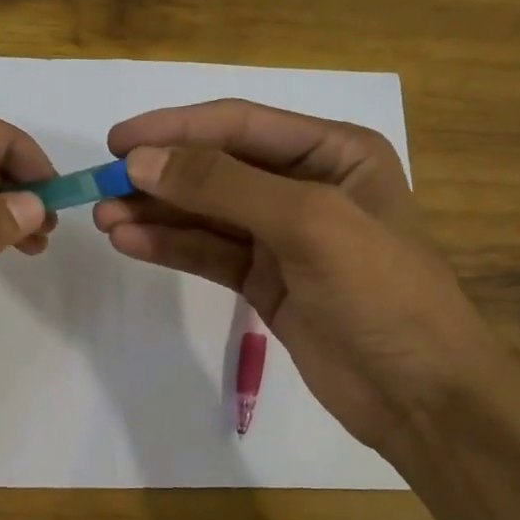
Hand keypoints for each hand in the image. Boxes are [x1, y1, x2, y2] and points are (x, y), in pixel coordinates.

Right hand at [94, 100, 499, 457]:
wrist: (419, 395)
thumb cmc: (381, 293)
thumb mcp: (308, 224)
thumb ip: (223, 186)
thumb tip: (141, 161)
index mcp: (333, 152)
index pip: (240, 124)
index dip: (175, 129)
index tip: (117, 142)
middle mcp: (306, 185)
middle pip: (217, 168)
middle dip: (160, 175)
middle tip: (100, 188)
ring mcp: (283, 237)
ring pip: (207, 213)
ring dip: (156, 212)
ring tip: (102, 218)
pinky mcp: (265, 281)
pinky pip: (209, 253)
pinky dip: (171, 246)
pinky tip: (131, 242)